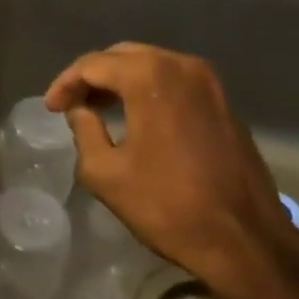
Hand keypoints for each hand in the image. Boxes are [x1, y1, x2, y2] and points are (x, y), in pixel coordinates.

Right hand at [45, 43, 298, 298]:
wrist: (247, 241)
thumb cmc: (168, 206)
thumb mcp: (106, 173)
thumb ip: (83, 131)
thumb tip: (81, 111)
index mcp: (149, 76)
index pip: (93, 64)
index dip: (66, 83)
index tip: (51, 107)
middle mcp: (181, 66)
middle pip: (123, 57)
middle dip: (94, 77)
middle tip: (73, 103)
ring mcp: (209, 83)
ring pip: (152, 67)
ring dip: (122, 82)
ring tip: (99, 108)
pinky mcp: (224, 104)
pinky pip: (176, 83)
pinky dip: (150, 92)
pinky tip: (137, 117)